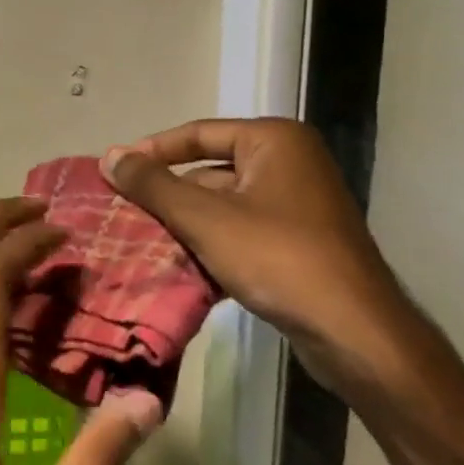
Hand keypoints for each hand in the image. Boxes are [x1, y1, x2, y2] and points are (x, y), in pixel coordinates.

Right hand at [102, 118, 426, 395]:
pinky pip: (241, 230)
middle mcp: (289, 162)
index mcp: (274, 141)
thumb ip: (153, 185)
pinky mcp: (299, 240)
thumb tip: (109, 156)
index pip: (198, 133)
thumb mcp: (205, 218)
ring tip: (142, 243)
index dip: (152, 152)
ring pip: (222, 205)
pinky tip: (181, 267)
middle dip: (168, 196)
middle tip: (124, 214)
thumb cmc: (277, 258)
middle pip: (209, 170)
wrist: (353, 331)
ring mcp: (298, 203)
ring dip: (185, 224)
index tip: (113, 172)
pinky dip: (211, 244)